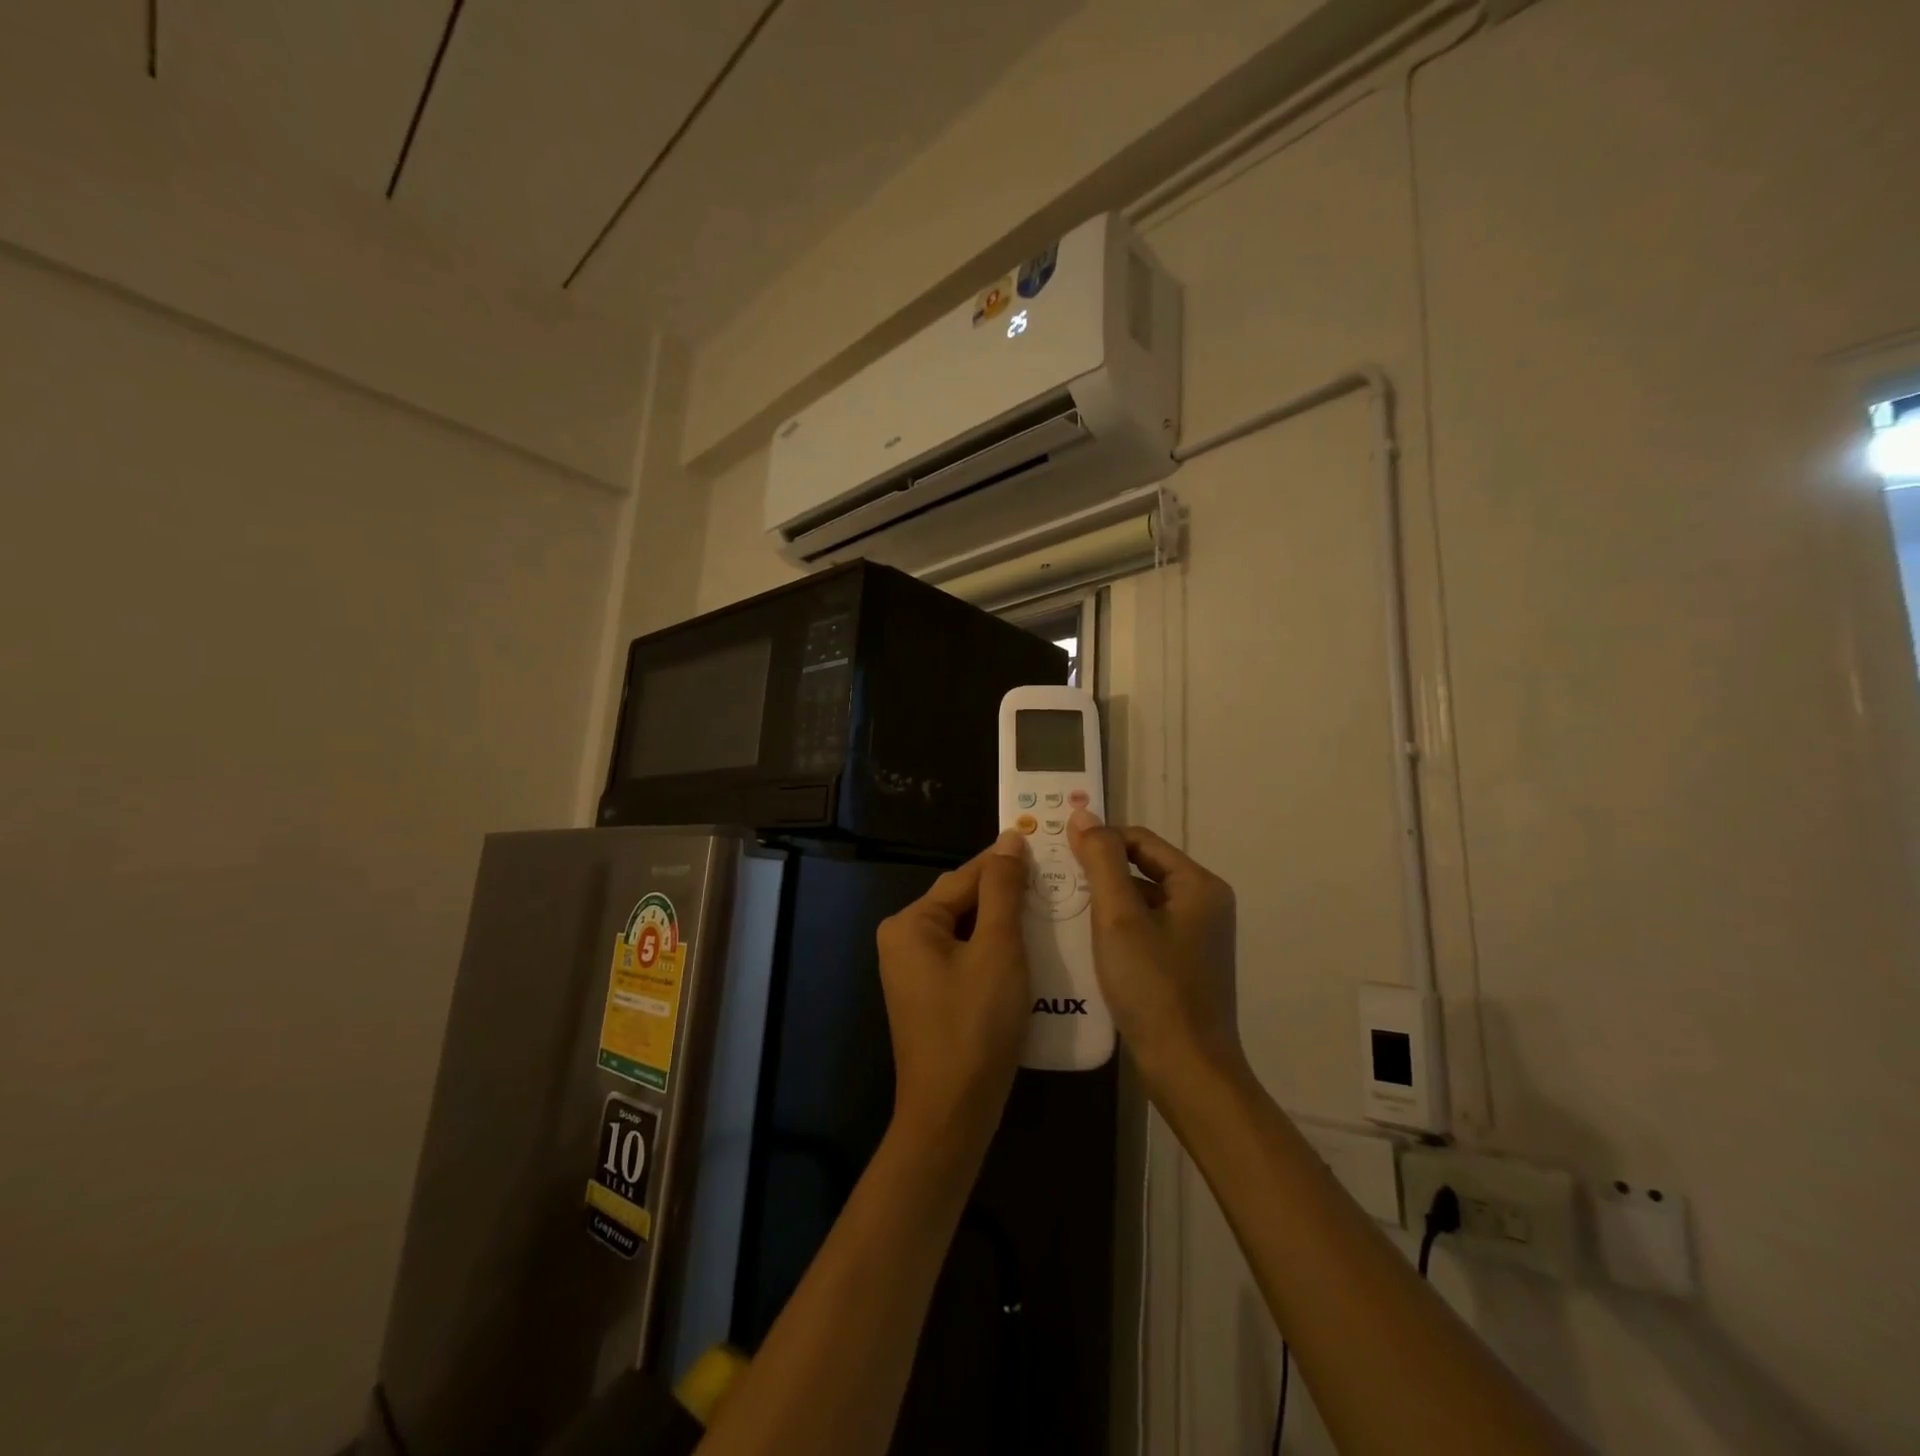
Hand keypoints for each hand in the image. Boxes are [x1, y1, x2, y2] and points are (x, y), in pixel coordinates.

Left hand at [875, 831, 1031, 1157]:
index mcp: (911, 922)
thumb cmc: (975, 1025)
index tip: (1045, 842)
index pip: (965, 876)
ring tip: (1048, 907)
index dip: (1006, 861)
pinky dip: (994, 948)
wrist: (952, 1114)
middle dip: (1006, 892)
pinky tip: (1027, 947)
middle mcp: (903, 939)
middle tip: (1054, 878)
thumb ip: (1002, 891)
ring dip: (1004, 920)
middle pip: (962, 901)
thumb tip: (1009, 840)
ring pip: (966, 929)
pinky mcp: (929, 993)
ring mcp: (913, 969)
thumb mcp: (997, 950)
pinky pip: (964, 955)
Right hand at [1067, 810, 1242, 1095]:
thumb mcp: (1119, 917)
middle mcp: (1204, 904)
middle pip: (1141, 869)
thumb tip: (1084, 814)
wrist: (1186, 1070)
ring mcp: (1195, 937)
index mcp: (1199, 885)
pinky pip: (1143, 929)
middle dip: (1098, 872)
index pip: (1141, 840)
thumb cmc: (1153, 987)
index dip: (1099, 840)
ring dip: (1103, 901)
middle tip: (1054, 879)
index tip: (1058, 852)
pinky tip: (1083, 941)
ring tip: (1060, 907)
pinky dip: (1115, 929)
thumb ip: (1100, 861)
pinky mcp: (1183, 964)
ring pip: (1140, 901)